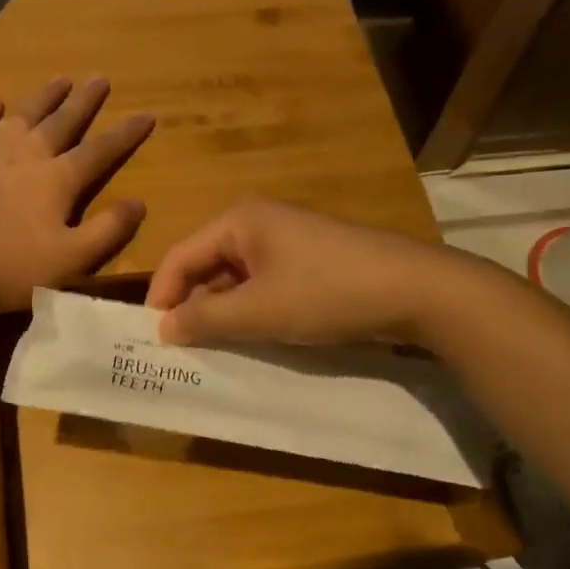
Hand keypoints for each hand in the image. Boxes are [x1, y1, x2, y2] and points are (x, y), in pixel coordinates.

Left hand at [0, 77, 153, 318]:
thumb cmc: (12, 270)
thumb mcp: (72, 260)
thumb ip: (108, 230)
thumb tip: (138, 202)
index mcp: (57, 180)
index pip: (100, 150)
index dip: (126, 133)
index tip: (147, 114)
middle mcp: (27, 156)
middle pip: (62, 122)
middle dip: (85, 101)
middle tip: (100, 78)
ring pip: (23, 116)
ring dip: (44, 96)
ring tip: (61, 79)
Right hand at [145, 199, 441, 345]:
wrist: (416, 289)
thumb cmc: (326, 293)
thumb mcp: (259, 312)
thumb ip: (205, 319)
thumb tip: (163, 327)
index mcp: (239, 220)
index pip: (180, 256)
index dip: (162, 296)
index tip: (153, 338)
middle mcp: (257, 221)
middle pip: (206, 263)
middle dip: (192, 304)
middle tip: (181, 348)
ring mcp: (287, 237)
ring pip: (235, 276)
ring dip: (222, 309)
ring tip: (213, 347)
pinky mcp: (309, 257)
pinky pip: (263, 281)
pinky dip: (251, 307)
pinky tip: (254, 334)